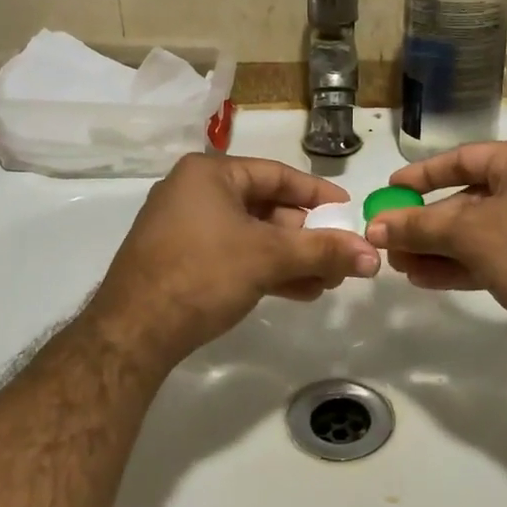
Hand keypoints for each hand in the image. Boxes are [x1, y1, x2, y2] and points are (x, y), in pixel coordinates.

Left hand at [89, 153, 380, 364]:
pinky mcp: (181, 259)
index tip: (348, 212)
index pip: (277, 175)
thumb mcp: (268, 257)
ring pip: (252, 235)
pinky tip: (299, 291)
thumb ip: (322, 252)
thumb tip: (373, 256)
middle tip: (340, 257)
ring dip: (291, 258)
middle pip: (266, 207)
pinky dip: (266, 269)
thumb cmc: (202, 274)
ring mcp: (185, 227)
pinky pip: (234, 254)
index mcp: (210, 174)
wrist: (133, 332)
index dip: (317, 195)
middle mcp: (195, 192)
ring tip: (327, 282)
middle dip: (306, 236)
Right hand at [363, 138, 506, 345]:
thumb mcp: (472, 235)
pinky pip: (505, 250)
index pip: (463, 158)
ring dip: (443, 248)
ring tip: (402, 267)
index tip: (390, 191)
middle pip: (472, 198)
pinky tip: (432, 279)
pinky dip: (470, 261)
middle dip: (428, 224)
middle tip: (391, 243)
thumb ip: (420, 227)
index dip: (421, 176)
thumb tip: (375, 227)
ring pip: (486, 229)